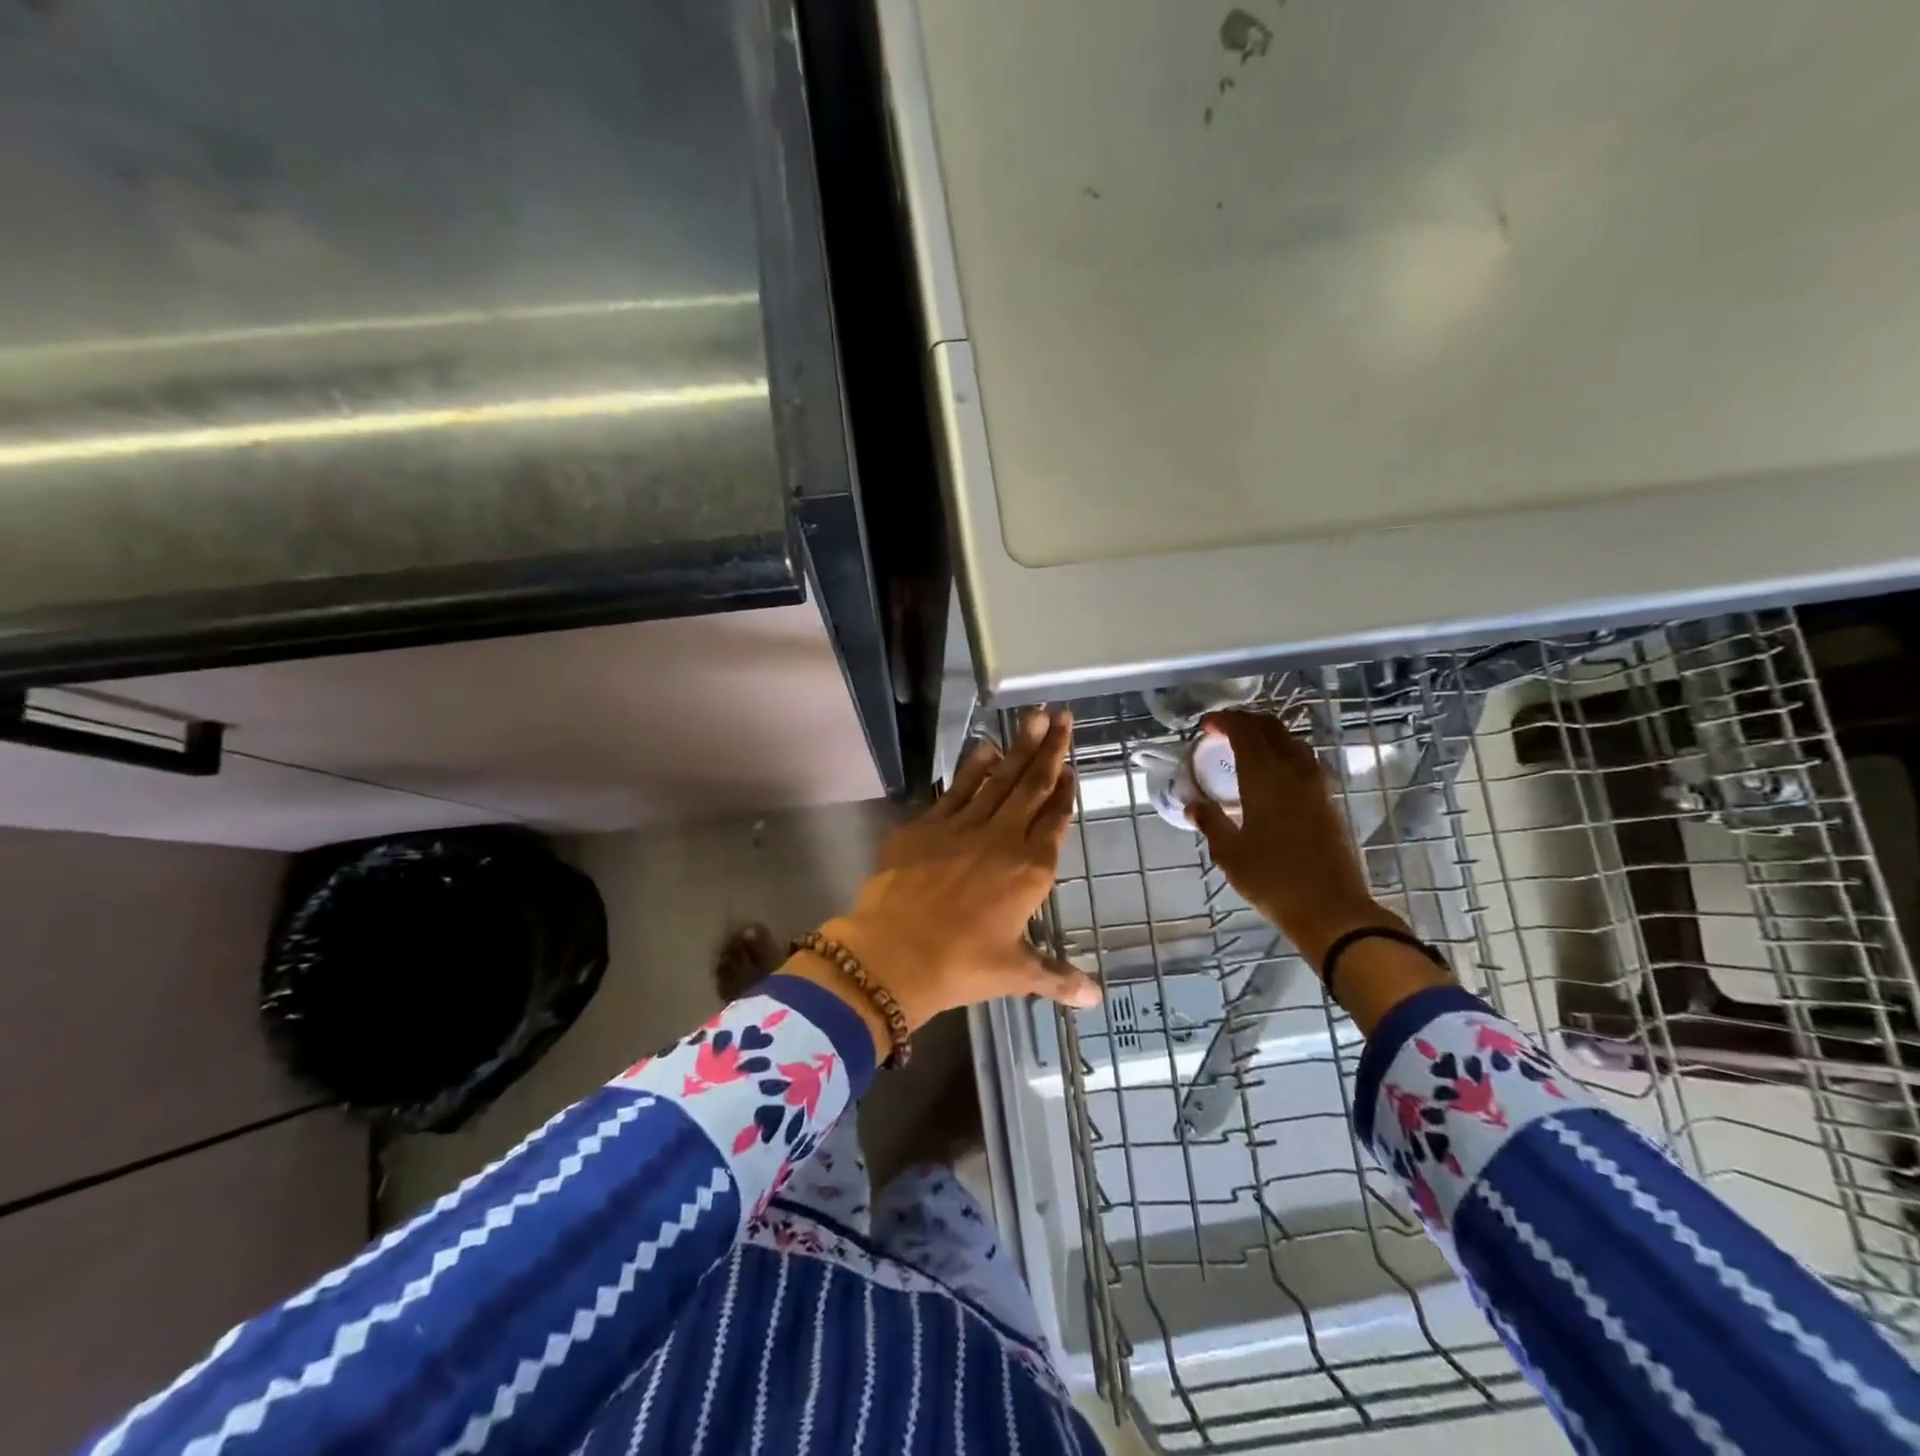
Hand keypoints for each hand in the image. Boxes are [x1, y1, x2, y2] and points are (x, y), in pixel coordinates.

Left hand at [799, 709, 1099, 1041]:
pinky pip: (959, 788)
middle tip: (1063, 714)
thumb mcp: (1014, 971)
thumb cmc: (962, 964)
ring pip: (1000, 778)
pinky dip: (974, 767)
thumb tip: (1095, 998)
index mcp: (1031, 870)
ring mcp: (965, 826)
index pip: (1056, 821)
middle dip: (1050, 749)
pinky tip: (985, 747)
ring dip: (1018, 747)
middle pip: (1033, 786)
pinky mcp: (930, 824)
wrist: (895, 953)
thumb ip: (1056, 977)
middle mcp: (1003, 839)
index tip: (1073, 766)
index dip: (1066, 792)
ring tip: (1034, 716)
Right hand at [1188, 710, 1403, 964]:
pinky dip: (1282, 755)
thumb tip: (1193, 805)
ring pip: (1292, 742)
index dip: (1225, 721)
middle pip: (1272, 728)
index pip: (1245, 731)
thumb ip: (1210, 821)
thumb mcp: (1229, 853)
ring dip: (1267, 737)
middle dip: (1246, 722)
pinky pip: (1303, 762)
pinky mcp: (1329, 801)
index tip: (1206, 725)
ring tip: (1245, 750)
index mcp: (1266, 777)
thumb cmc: (1272, 880)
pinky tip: (1270, 776)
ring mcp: (1317, 785)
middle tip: (1223, 731)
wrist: (1332, 910)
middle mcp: (1294, 771)